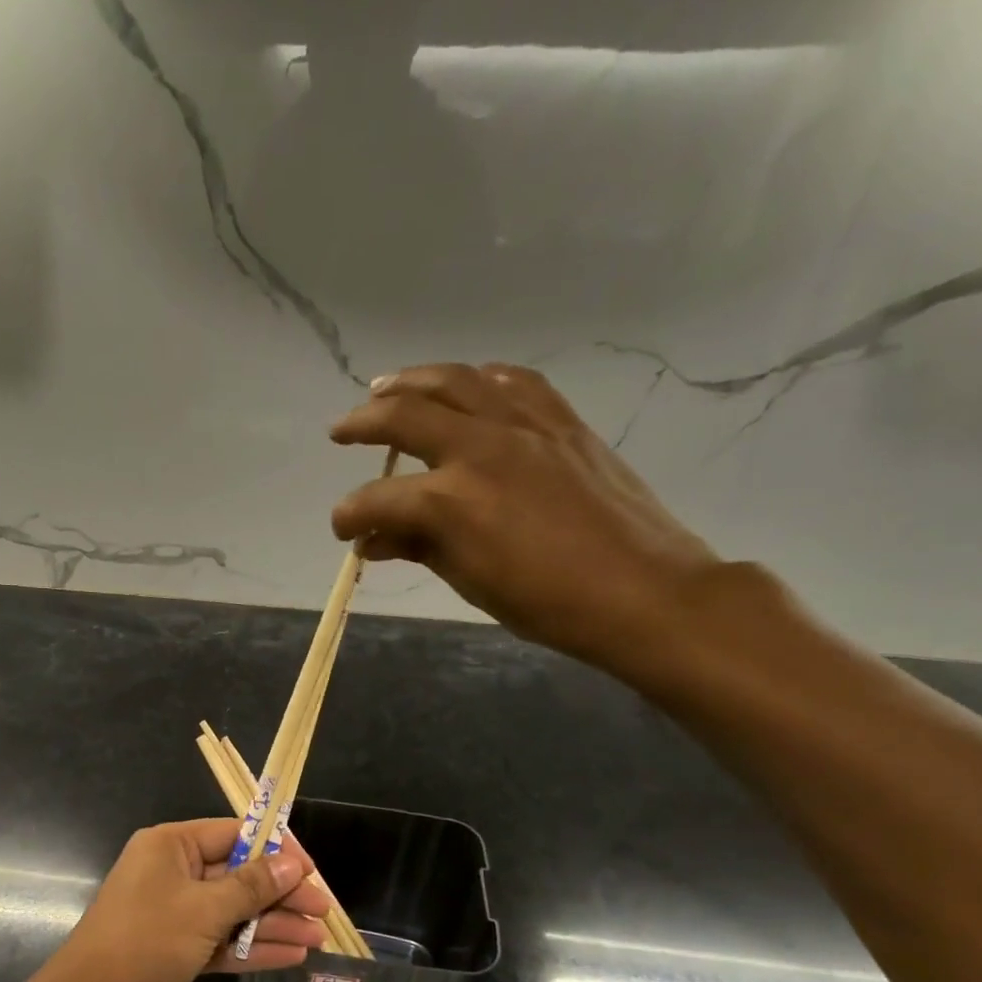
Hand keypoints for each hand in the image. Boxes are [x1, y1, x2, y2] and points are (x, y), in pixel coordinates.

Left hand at [41, 819, 332, 981]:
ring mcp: (175, 913)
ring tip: (318, 938)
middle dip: (279, 894)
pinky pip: (223, 941)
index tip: (310, 869)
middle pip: (237, 875)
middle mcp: (173, 872)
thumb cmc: (146, 940)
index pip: (232, 834)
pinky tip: (291, 956)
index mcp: (171, 846)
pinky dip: (253, 948)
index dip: (274, 849)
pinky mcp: (178, 948)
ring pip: (234, 912)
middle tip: (322, 911)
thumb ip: (251, 886)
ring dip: (273, 924)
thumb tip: (292, 863)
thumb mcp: (204, 908)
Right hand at [329, 363, 721, 676]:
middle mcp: (479, 448)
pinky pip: (510, 381)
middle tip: (340, 430)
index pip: (377, 499)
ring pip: (454, 380)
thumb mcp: (468, 580)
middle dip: (362, 422)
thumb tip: (374, 541)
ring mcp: (523, 425)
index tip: (344, 530)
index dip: (349, 515)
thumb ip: (417, 548)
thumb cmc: (546, 602)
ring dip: (410, 381)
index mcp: (451, 502)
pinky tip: (464, 386)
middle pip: (404, 416)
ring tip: (385, 387)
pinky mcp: (559, 419)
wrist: (640, 590)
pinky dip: (477, 379)